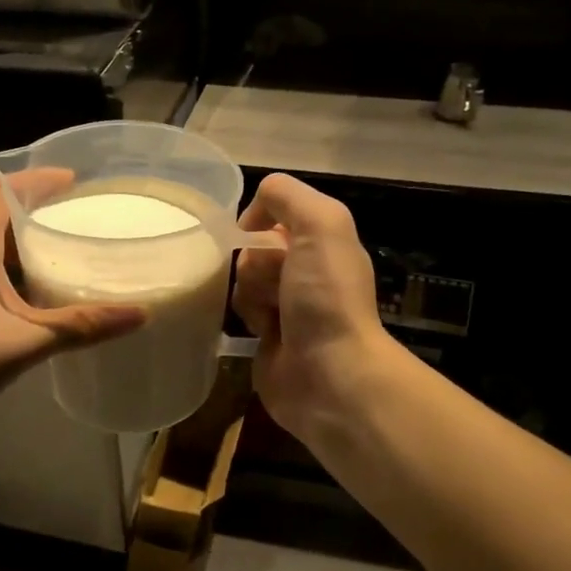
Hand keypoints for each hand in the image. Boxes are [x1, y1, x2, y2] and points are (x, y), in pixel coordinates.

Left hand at [0, 172, 146, 425]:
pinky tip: (43, 293)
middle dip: (40, 209)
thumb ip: (80, 326)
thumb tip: (140, 313)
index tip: (74, 181)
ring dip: (29, 242)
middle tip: (83, 217)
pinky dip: (18, 269)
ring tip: (72, 249)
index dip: (34, 180)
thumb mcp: (24, 340)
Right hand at [232, 174, 397, 441]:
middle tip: (274, 286)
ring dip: (248, 293)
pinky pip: (239, 313)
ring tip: (269, 316)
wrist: (330, 374)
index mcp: (324, 242)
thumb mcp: (320, 223)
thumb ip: (286, 196)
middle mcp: (307, 270)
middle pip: (254, 248)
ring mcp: (287, 306)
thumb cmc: (326, 295)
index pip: (275, 214)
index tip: (256, 238)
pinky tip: (260, 333)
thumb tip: (252, 216)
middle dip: (254, 262)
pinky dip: (244, 318)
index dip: (260, 222)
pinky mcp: (268, 338)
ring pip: (243, 280)